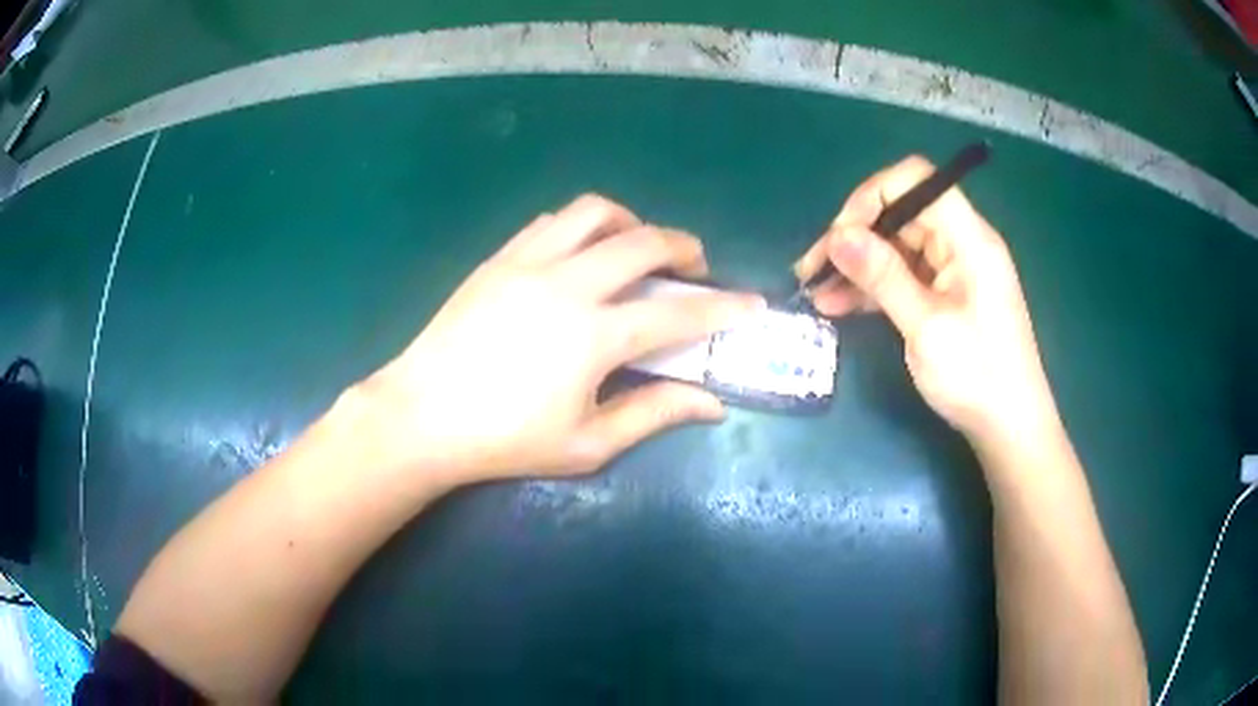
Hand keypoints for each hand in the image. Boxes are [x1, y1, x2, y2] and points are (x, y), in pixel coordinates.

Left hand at [352, 195, 762, 486]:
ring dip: (630, 222)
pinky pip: (550, 222)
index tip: (752, 304)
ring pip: (593, 212)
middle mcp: (567, 284)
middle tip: (696, 265)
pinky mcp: (498, 259)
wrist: (422, 415)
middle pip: (643, 241)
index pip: (678, 312)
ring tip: (637, 247)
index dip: (723, 308)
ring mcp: (528, 263)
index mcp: (593, 336)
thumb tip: (711, 403)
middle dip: (684, 246)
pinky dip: (581, 227)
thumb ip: (654, 414)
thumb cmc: (505, 440)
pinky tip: (581, 253)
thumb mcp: (587, 444)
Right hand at [794, 156, 1055, 443]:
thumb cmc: (977, 377)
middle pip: (900, 214)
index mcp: (968, 238)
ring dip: (857, 266)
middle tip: (813, 271)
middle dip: (854, 237)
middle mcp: (962, 243)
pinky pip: (905, 276)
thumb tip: (837, 236)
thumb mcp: (926, 327)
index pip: (915, 181)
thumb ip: (883, 276)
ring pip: (897, 247)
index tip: (840, 237)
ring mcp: (954, 270)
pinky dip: (874, 288)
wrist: (1010, 427)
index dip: (872, 196)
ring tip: (817, 293)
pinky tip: (840, 306)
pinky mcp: (947, 295)